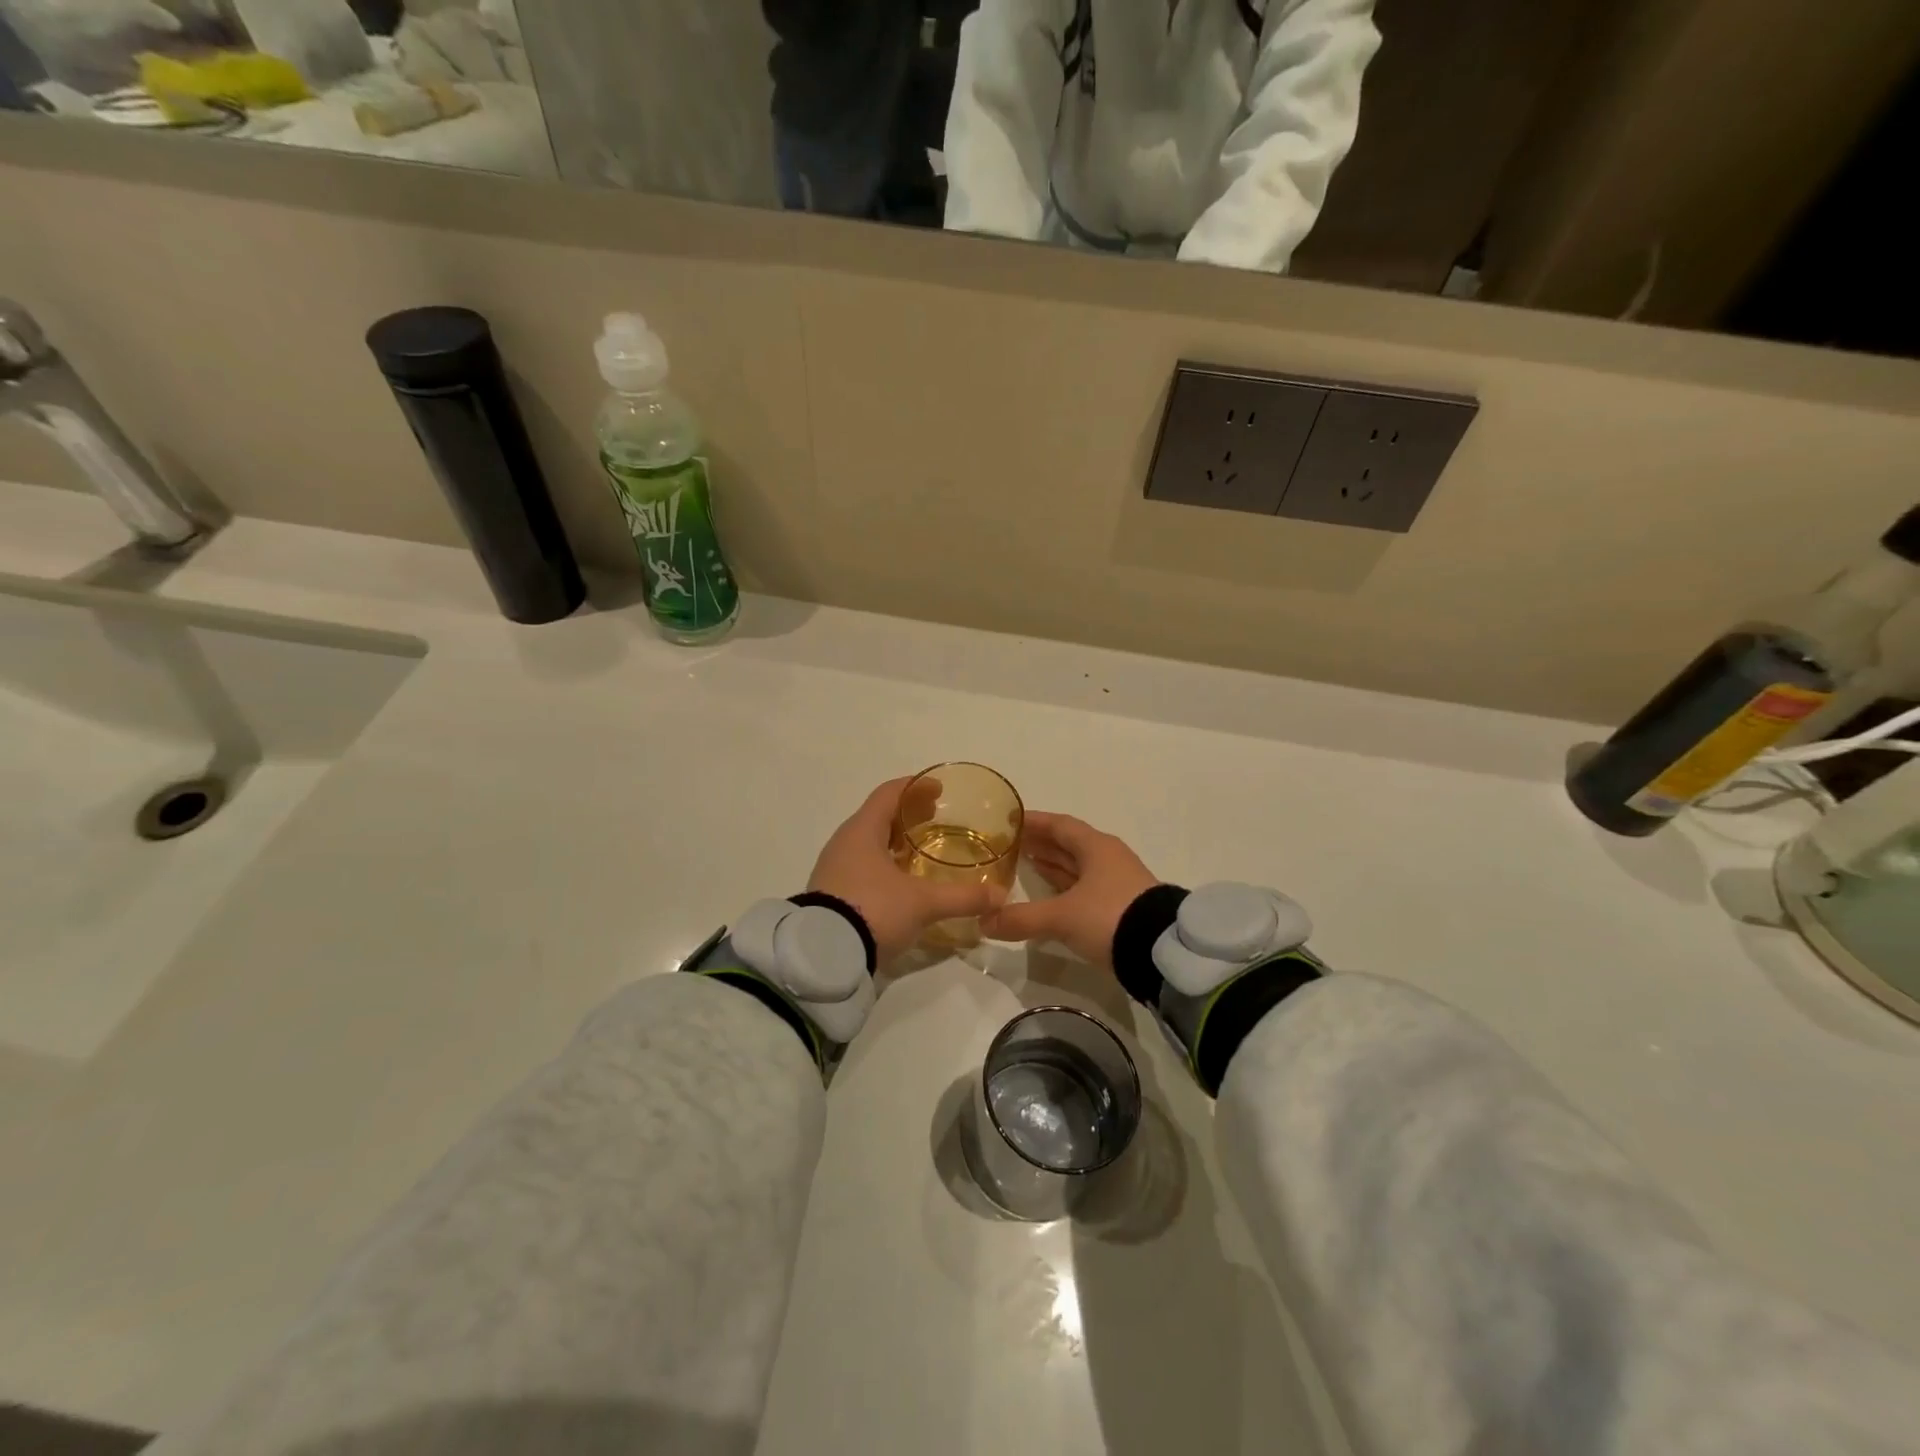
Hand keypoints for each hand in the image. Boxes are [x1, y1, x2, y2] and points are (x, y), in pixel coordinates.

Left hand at [807, 777, 1005, 964]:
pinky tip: (901, 883)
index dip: (916, 787)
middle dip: (908, 815)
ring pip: (869, 843)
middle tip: (936, 818)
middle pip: (879, 816)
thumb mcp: (923, 904)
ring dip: (895, 842)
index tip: (939, 788)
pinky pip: (861, 866)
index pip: (890, 793)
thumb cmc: (873, 910)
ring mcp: (834, 869)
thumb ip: (963, 897)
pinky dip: (884, 864)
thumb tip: (1001, 896)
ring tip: (922, 851)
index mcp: (863, 830)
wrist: (822, 957)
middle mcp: (844, 842)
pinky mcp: (831, 894)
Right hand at [980, 813, 1158, 969]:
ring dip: (1051, 866)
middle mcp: (1107, 859)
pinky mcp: (1120, 909)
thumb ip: (1021, 918)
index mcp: (1096, 847)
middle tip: (1008, 845)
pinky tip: (1047, 899)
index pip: (1059, 825)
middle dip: (1039, 844)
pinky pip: (1083, 890)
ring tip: (1022, 867)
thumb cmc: (1110, 917)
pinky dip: (1063, 889)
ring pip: (1077, 868)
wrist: (1163, 953)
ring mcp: (1117, 884)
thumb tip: (983, 922)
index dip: (1034, 822)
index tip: (1008, 820)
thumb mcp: (1061, 917)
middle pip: (1068, 845)